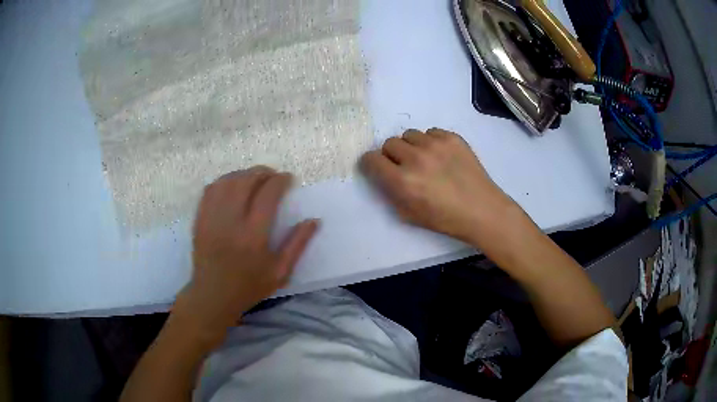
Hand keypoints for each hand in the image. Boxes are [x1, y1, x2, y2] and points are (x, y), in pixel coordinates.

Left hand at [175, 167, 318, 344]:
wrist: (213, 296)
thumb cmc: (249, 287)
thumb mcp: (280, 272)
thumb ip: (297, 245)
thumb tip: (314, 220)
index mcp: (254, 236)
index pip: (268, 194)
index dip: (280, 180)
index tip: (288, 179)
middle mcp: (231, 222)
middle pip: (246, 181)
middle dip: (262, 172)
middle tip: (272, 176)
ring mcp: (212, 219)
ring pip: (227, 182)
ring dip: (243, 174)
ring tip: (254, 178)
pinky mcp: (200, 219)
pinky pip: (210, 190)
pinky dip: (224, 181)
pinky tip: (232, 185)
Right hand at [360, 128, 517, 243]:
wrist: (481, 210)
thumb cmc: (445, 219)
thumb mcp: (409, 214)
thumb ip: (390, 191)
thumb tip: (383, 173)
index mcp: (402, 181)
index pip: (371, 159)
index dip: (371, 163)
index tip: (379, 168)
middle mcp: (416, 158)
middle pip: (389, 143)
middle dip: (392, 155)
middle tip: (405, 166)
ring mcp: (435, 145)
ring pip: (410, 134)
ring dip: (412, 146)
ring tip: (426, 160)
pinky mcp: (452, 137)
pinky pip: (431, 132)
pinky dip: (431, 142)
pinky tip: (442, 156)